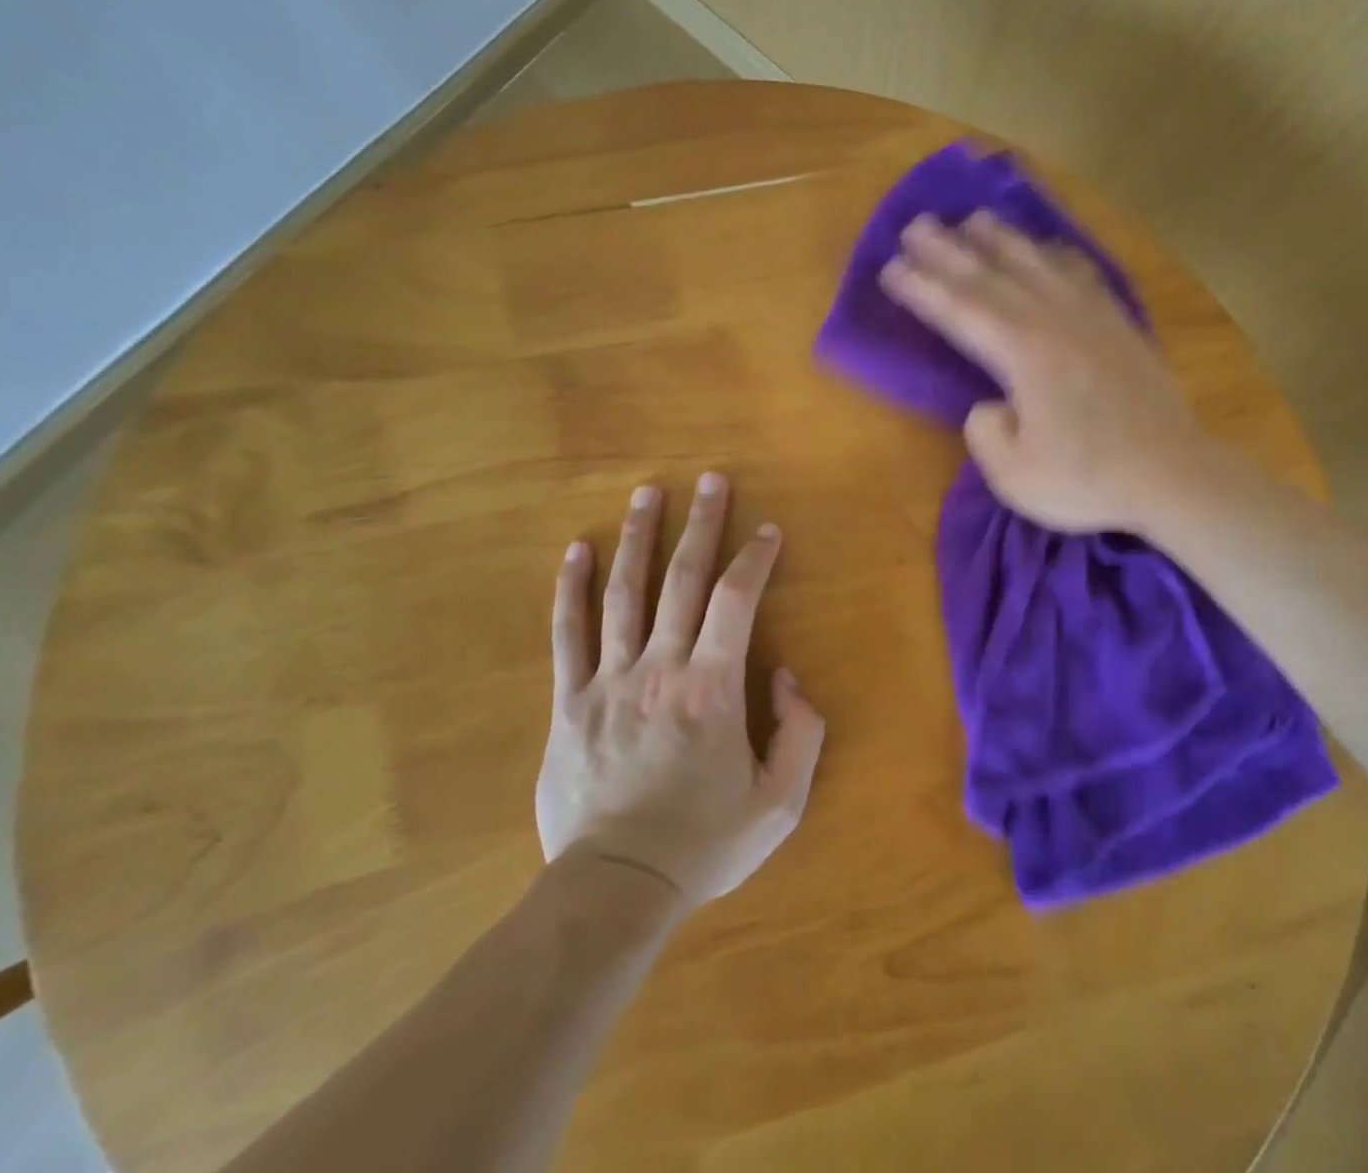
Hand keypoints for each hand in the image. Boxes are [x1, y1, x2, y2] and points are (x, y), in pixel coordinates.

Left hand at [537, 474, 824, 906]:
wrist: (615, 888)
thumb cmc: (704, 844)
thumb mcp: (781, 802)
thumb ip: (799, 733)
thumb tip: (783, 676)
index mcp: (712, 689)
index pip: (737, 601)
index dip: (755, 558)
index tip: (766, 531)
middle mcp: (660, 669)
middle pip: (683, 579)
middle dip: (702, 524)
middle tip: (710, 479)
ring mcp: (608, 681)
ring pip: (624, 593)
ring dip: (638, 538)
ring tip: (647, 494)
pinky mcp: (570, 702)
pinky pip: (567, 635)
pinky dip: (572, 589)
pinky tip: (576, 551)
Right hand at [880, 211, 1207, 532]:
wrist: (1172, 475)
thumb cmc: (1088, 479)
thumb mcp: (1014, 475)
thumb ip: (985, 433)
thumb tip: (989, 403)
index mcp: (1023, 354)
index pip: (959, 311)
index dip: (921, 288)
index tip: (890, 267)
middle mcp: (1053, 321)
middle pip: (990, 276)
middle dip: (947, 250)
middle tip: (914, 225)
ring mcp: (1091, 317)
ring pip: (1036, 264)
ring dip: (1000, 239)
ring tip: (972, 219)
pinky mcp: (1119, 324)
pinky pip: (1081, 273)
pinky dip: (1056, 254)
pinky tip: (1047, 246)